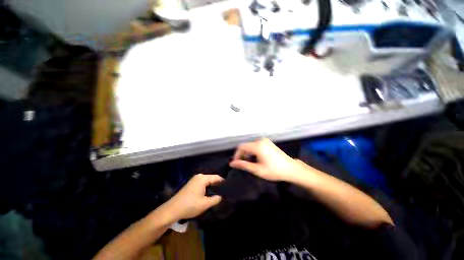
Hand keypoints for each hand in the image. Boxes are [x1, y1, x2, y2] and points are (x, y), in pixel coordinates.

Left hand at [164, 174, 223, 220]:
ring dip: (213, 188)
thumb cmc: (189, 205)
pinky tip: (210, 195)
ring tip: (219, 194)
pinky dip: (207, 188)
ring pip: (208, 182)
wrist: (172, 210)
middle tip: (225, 193)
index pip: (217, 178)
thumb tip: (222, 196)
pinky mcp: (192, 184)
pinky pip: (203, 184)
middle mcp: (199, 176)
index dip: (223, 183)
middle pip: (212, 179)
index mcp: (203, 178)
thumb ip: (216, 199)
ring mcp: (195, 180)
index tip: (229, 189)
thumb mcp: (205, 204)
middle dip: (218, 186)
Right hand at [229, 138, 302, 181]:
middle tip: (242, 164)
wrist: (291, 169)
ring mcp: (265, 141)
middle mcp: (260, 141)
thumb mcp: (257, 169)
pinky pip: (257, 145)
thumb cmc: (274, 170)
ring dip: (248, 153)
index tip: (236, 163)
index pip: (241, 147)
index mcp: (257, 146)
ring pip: (251, 145)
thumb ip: (243, 165)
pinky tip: (256, 159)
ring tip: (249, 163)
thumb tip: (232, 163)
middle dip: (242, 154)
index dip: (237, 154)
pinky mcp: (269, 143)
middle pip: (246, 146)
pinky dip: (253, 151)